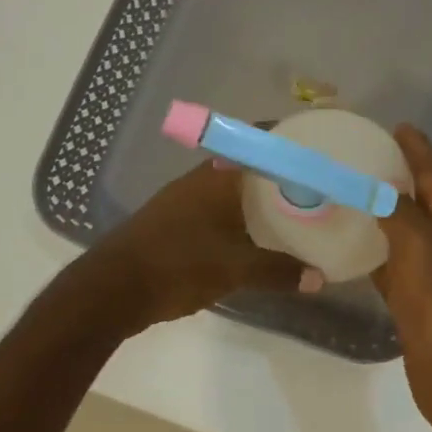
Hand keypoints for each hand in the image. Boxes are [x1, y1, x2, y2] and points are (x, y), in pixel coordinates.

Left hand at [88, 161, 308, 330]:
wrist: (113, 287)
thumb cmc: (178, 265)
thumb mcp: (235, 269)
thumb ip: (278, 271)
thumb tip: (318, 278)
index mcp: (219, 176)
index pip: (259, 143)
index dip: (288, 144)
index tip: (318, 152)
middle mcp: (200, 179)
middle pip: (246, 167)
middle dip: (277, 176)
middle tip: (313, 188)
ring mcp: (183, 200)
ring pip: (229, 190)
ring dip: (255, 199)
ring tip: (290, 212)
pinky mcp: (172, 222)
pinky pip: (215, 210)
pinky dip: (236, 217)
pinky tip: (251, 237)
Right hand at [374, 125, 431, 431]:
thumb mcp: (421, 244)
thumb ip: (398, 210)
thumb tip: (375, 186)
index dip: (418, 149)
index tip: (396, 127)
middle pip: (421, 199)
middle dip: (397, 176)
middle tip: (360, 157)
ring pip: (402, 233)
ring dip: (380, 214)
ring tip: (345, 195)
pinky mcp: (415, 303)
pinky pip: (389, 267)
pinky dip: (370, 254)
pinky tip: (345, 249)